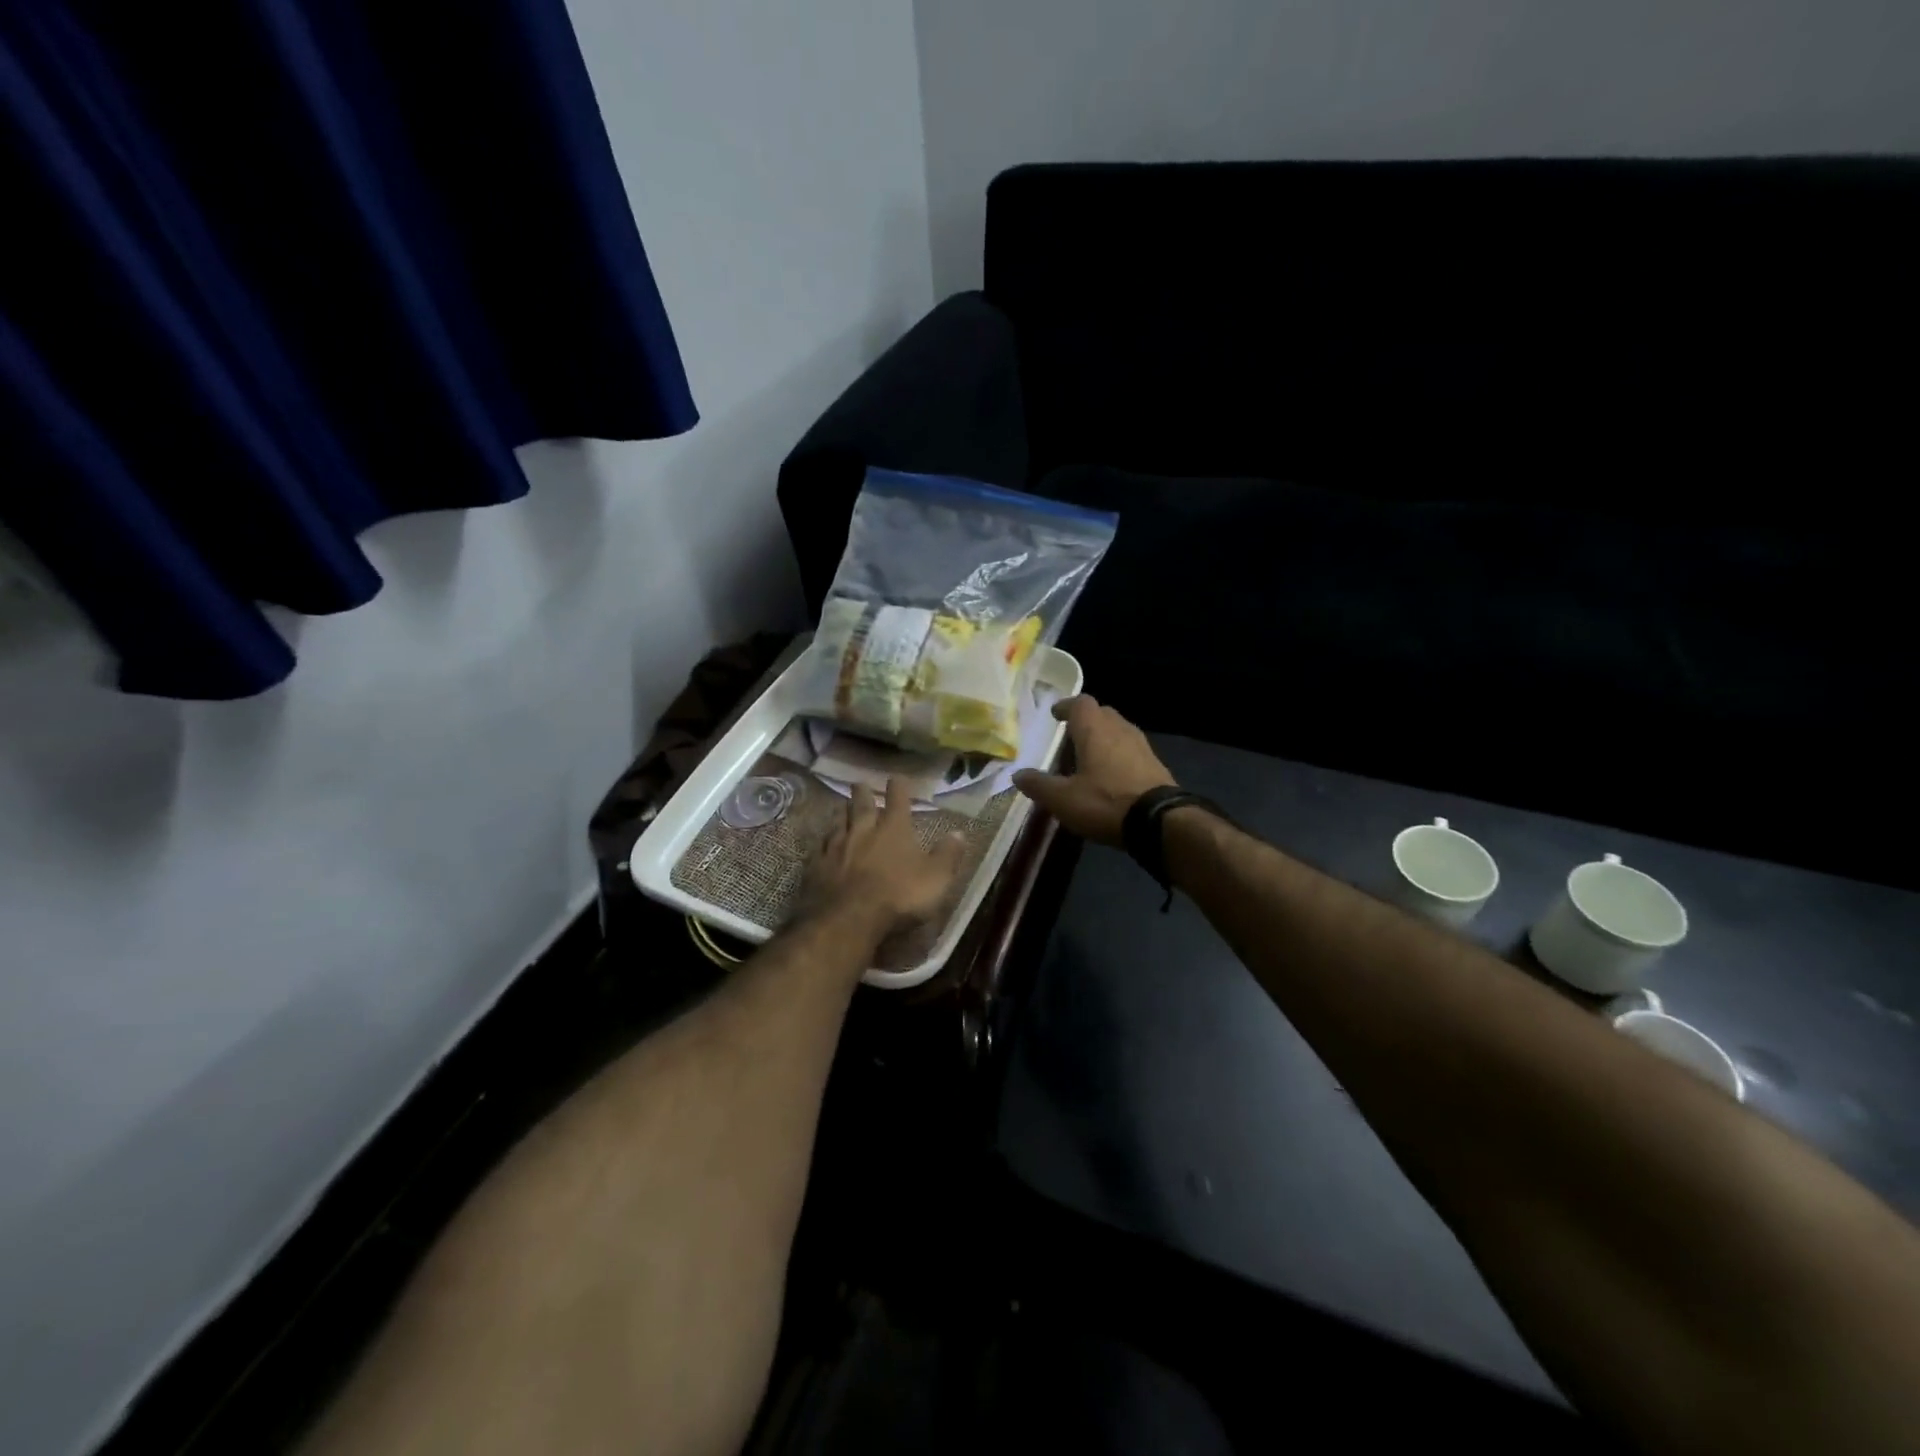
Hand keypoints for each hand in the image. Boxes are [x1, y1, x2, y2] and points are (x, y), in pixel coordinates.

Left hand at [798, 776, 966, 936]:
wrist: (847, 919)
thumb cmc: (899, 896)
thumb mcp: (936, 878)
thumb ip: (948, 855)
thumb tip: (959, 833)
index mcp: (894, 829)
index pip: (897, 799)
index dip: (898, 787)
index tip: (897, 778)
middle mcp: (863, 830)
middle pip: (861, 804)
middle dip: (863, 793)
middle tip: (860, 784)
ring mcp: (836, 847)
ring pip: (838, 822)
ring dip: (842, 815)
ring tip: (842, 809)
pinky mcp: (816, 867)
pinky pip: (821, 848)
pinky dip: (825, 843)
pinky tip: (823, 846)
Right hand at [1012, 696, 1175, 846]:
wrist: (1159, 821)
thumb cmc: (1105, 802)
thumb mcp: (1063, 799)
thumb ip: (1039, 785)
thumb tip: (1018, 775)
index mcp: (1094, 729)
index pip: (1080, 703)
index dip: (1066, 706)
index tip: (1055, 714)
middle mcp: (1119, 729)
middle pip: (1102, 713)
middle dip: (1085, 720)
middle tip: (1070, 737)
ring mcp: (1141, 746)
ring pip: (1119, 730)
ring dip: (1103, 737)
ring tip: (1089, 756)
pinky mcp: (1155, 765)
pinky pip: (1131, 749)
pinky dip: (1118, 754)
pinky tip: (1111, 775)